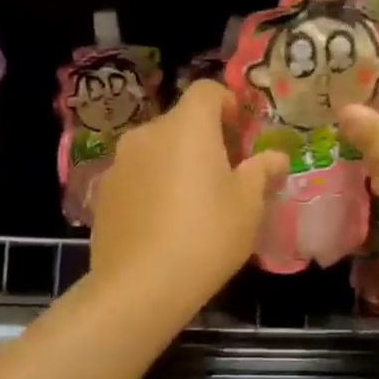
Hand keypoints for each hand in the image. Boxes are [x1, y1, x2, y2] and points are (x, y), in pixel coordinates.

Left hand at [90, 79, 287, 315]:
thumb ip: (261, 172)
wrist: (139, 287)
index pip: (206, 91)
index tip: (241, 135)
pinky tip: (163, 222)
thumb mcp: (248, 205)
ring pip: (157, 149)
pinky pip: (137, 175)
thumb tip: (275, 157)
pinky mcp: (103, 192)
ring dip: (177, 162)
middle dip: (205, 139)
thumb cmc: (206, 236)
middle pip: (181, 122)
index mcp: (187, 127)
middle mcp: (148, 133)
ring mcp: (120, 162)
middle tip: (226, 175)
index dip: (227, 104)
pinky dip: (153, 185)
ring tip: (193, 202)